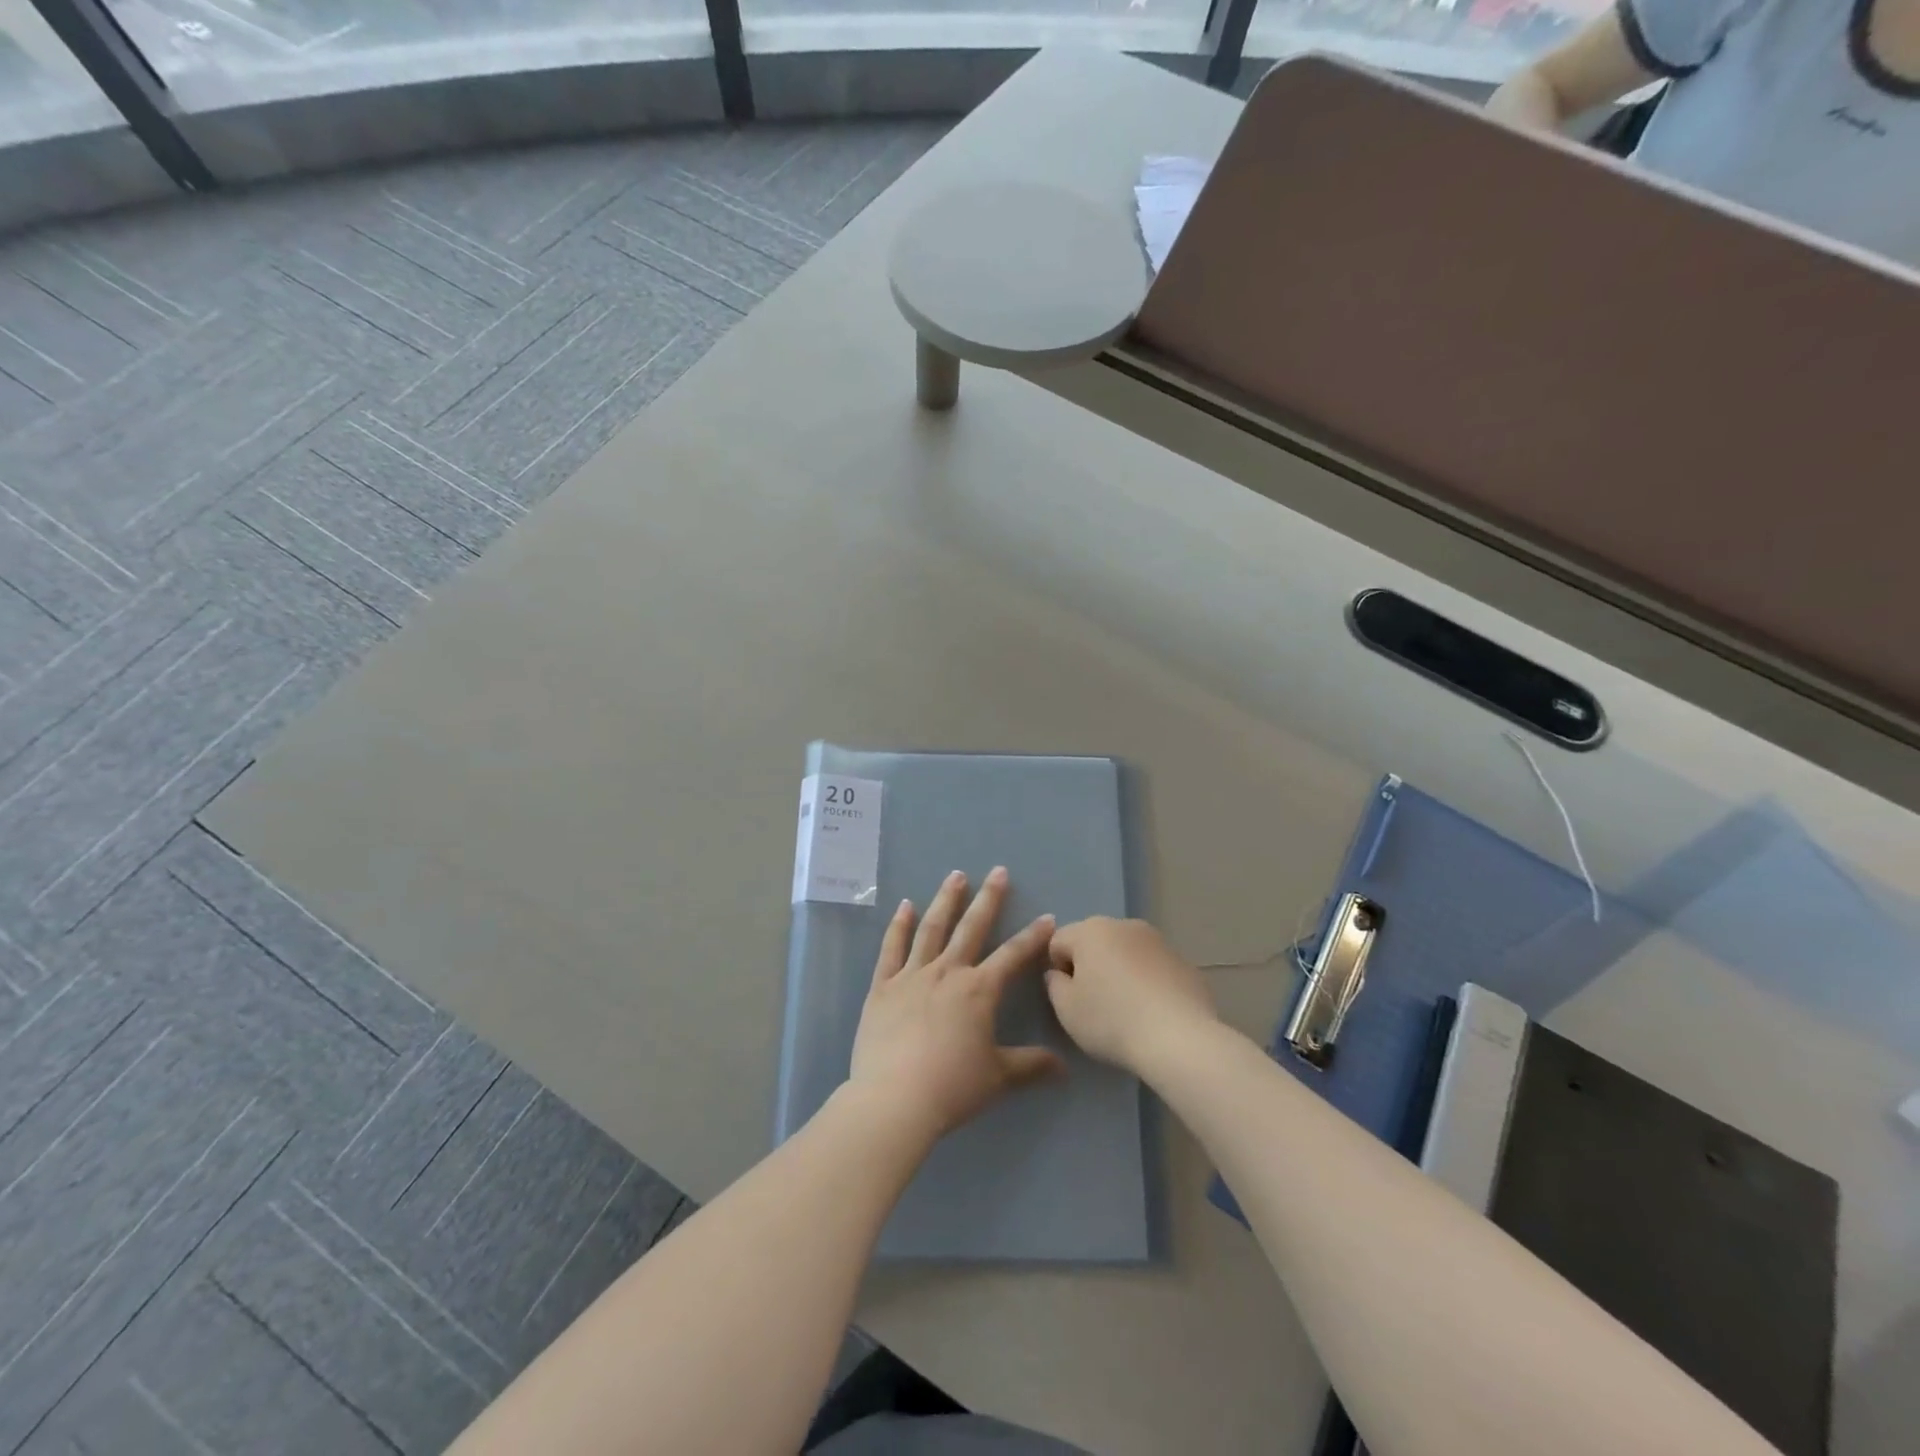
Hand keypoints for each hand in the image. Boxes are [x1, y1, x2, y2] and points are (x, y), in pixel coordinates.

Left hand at [848, 867, 1063, 1141]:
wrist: (895, 1099)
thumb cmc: (952, 1087)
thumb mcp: (999, 1078)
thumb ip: (1031, 1066)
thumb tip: (1064, 1067)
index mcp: (979, 990)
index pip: (1013, 956)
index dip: (1033, 936)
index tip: (1048, 916)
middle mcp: (947, 972)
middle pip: (972, 928)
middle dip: (988, 898)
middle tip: (998, 871)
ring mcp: (912, 976)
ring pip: (932, 929)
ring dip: (945, 900)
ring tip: (955, 876)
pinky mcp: (882, 987)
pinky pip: (891, 949)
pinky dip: (899, 925)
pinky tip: (905, 906)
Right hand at [1044, 917, 1217, 1073]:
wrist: (1179, 1039)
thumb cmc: (1112, 1020)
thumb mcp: (1066, 1010)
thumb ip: (1054, 985)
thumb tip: (1060, 974)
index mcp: (1091, 930)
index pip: (1058, 942)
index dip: (1058, 971)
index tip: (1071, 999)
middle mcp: (1124, 925)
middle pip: (1094, 943)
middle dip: (1091, 967)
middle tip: (1096, 1005)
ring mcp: (1158, 941)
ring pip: (1126, 953)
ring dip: (1120, 973)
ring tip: (1128, 1011)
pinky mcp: (1184, 961)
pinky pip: (1153, 968)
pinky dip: (1148, 983)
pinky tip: (1154, 1013)